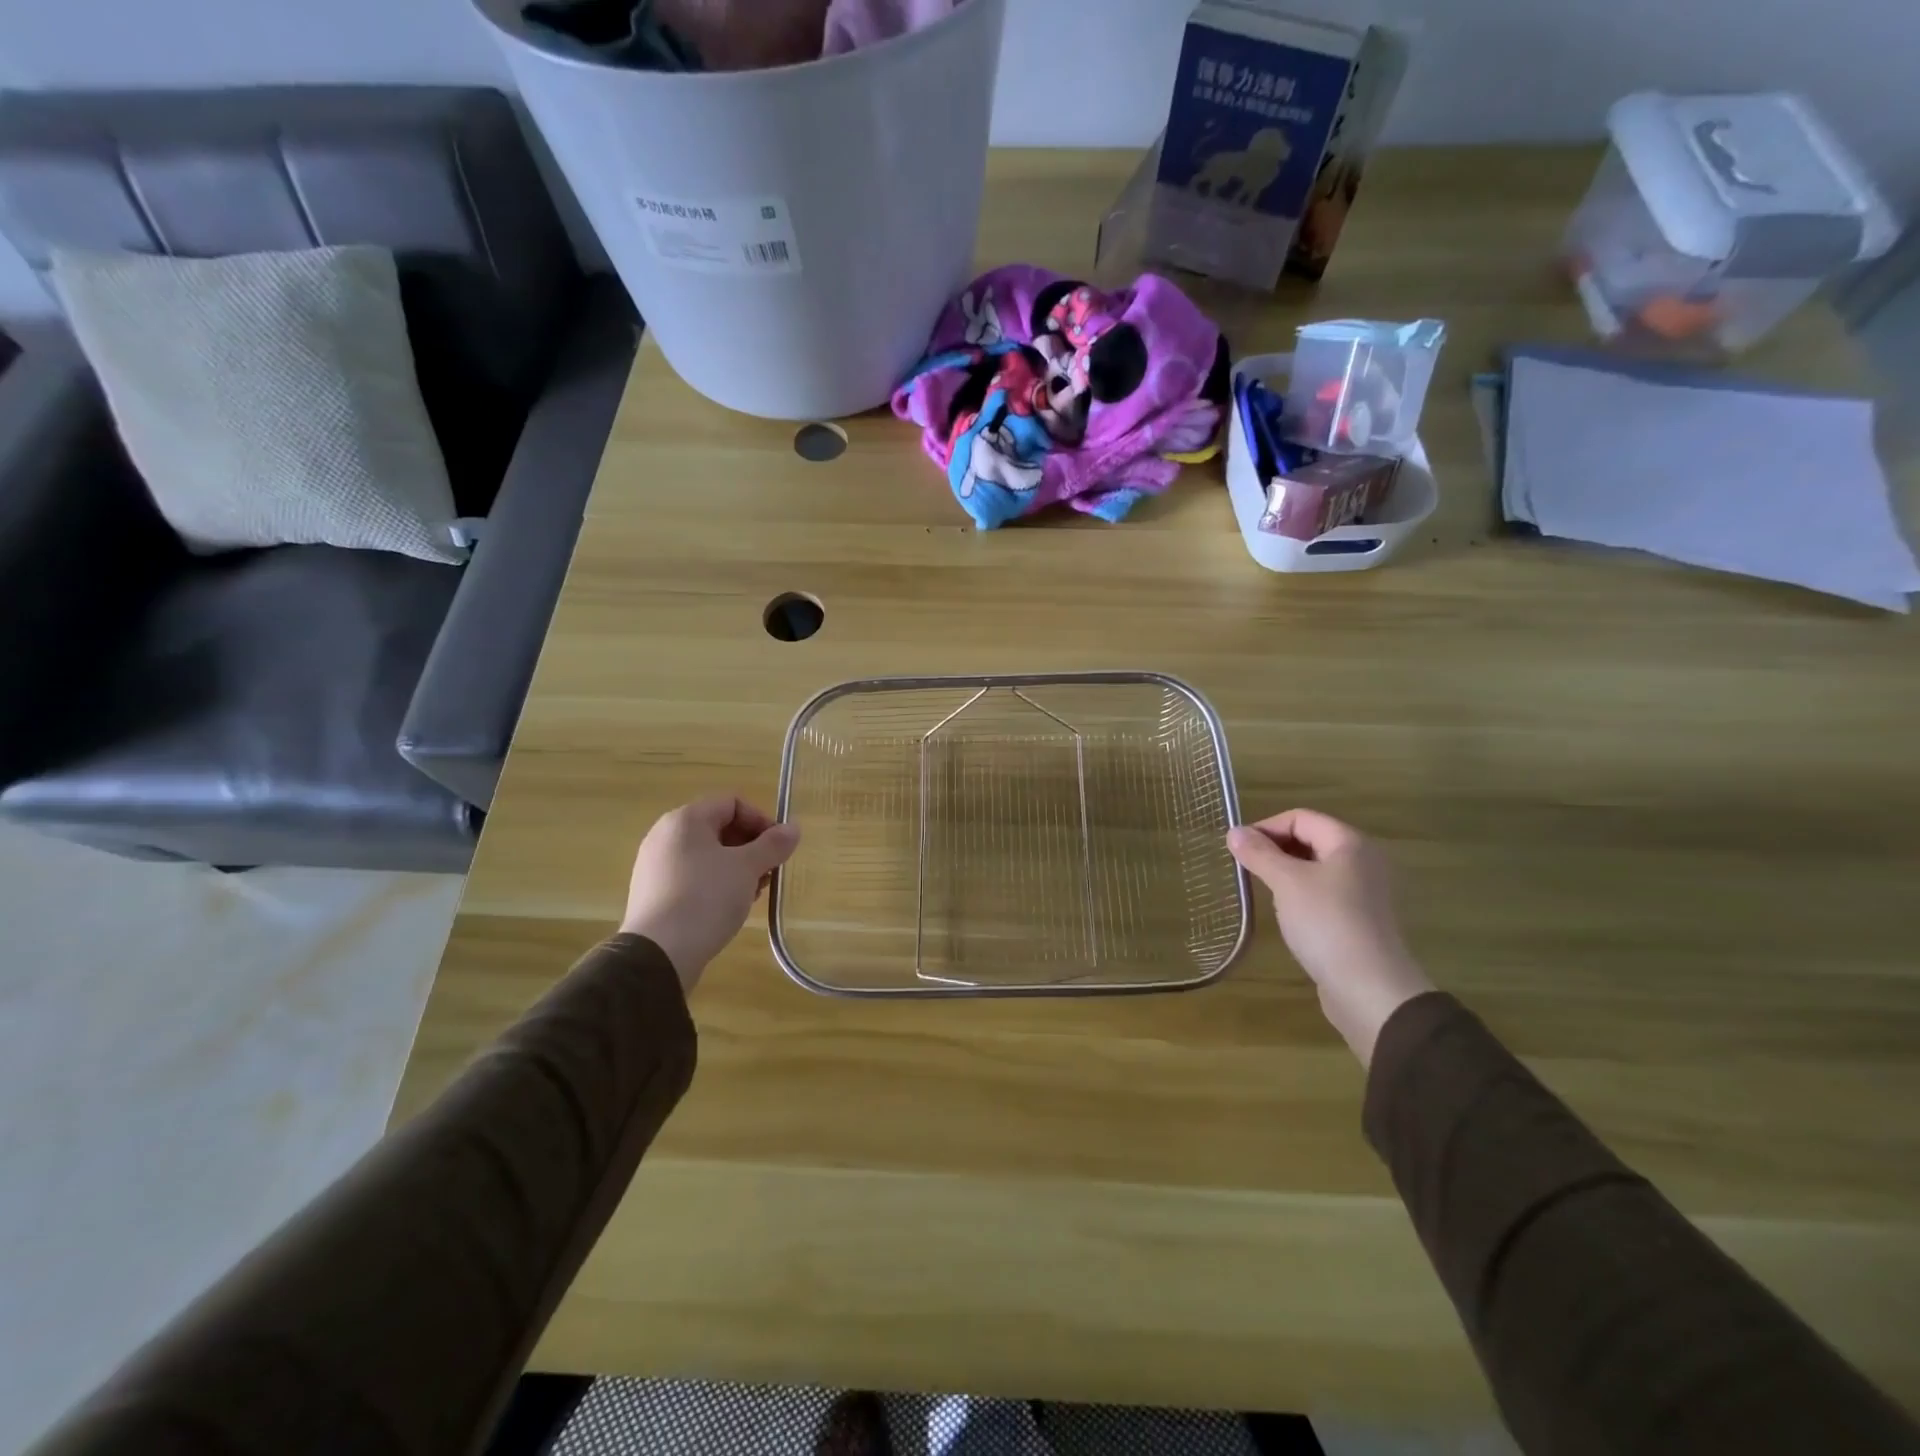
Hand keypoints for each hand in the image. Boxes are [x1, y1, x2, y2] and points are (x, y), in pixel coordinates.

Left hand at [620, 796, 799, 990]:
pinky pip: (692, 876)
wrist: (659, 953)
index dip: (761, 820)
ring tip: (752, 892)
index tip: (778, 848)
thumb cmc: (706, 898)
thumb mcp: (747, 868)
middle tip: (768, 872)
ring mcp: (655, 865)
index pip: (732, 803)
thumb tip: (793, 828)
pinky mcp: (653, 893)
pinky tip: (728, 907)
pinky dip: (715, 883)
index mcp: (685, 819)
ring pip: (707, 855)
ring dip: (736, 867)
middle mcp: (665, 835)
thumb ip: (773, 844)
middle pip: (719, 828)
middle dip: (751, 846)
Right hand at [1227, 809, 1433, 1066]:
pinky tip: (1286, 912)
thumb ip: (1259, 854)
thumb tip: (1233, 832)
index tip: (1238, 849)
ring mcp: (1364, 891)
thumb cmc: (1327, 924)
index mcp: (1350, 843)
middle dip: (1274, 848)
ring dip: (1285, 871)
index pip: (1301, 817)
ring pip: (1316, 867)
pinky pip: (1324, 892)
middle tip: (1246, 867)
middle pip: (1310, 839)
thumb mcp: (1286, 883)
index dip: (1266, 827)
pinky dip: (1301, 893)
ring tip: (1261, 888)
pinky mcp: (1360, 918)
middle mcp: (1362, 860)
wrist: (1370, 989)